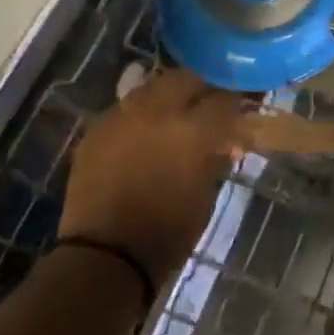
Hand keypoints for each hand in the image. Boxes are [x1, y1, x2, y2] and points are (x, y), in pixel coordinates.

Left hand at [58, 70, 242, 282]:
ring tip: (171, 119)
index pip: (223, 99)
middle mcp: (157, 112)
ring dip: (167, 98)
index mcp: (192, 129)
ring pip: (151, 87)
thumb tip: (224, 141)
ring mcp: (122, 117)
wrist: (106, 256)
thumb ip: (215, 156)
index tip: (237, 117)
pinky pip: (124, 109)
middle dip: (199, 90)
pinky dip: (139, 116)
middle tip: (205, 110)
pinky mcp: (96, 129)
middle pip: (185, 79)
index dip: (233, 107)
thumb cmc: (169, 231)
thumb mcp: (206, 192)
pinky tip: (142, 135)